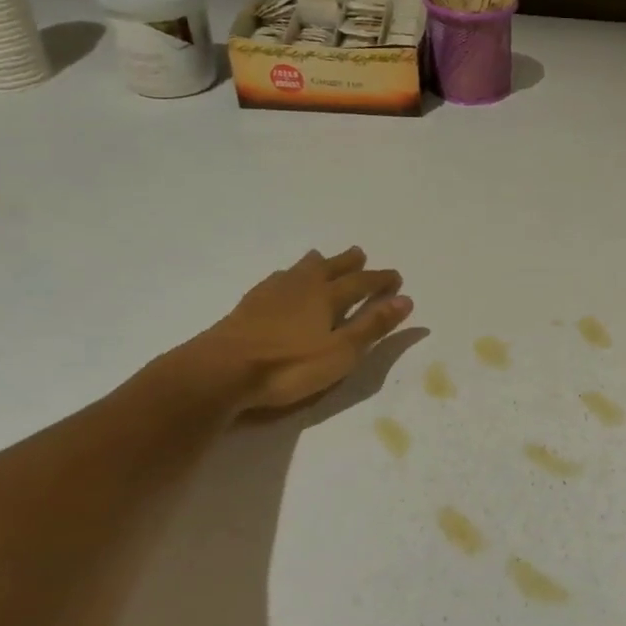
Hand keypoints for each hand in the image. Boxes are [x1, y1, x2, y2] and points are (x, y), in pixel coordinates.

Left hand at [186, 247, 411, 414]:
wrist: (220, 372)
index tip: (396, 277)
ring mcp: (271, 295)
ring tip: (320, 257)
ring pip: (299, 270)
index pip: (361, 283)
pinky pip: (275, 281)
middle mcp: (301, 288)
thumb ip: (372, 326)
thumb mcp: (341, 352)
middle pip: (329, 268)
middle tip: (359, 253)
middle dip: (347, 262)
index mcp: (327, 298)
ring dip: (315, 263)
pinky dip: (286, 276)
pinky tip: (279, 282)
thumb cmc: (289, 366)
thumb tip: (405, 299)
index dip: (380, 280)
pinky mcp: (247, 307)